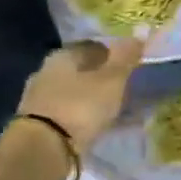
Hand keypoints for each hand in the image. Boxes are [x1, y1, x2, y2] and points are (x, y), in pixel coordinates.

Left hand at [17, 37, 143, 153]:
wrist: (43, 149)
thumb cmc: (80, 106)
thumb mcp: (111, 80)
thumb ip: (125, 57)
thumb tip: (141, 30)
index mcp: (62, 56)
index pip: (91, 46)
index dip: (112, 52)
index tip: (129, 62)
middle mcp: (46, 72)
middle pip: (80, 70)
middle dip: (101, 76)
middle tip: (124, 86)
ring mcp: (39, 100)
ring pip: (73, 92)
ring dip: (92, 98)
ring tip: (114, 108)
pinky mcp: (39, 124)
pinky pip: (69, 114)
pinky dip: (84, 117)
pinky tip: (98, 125)